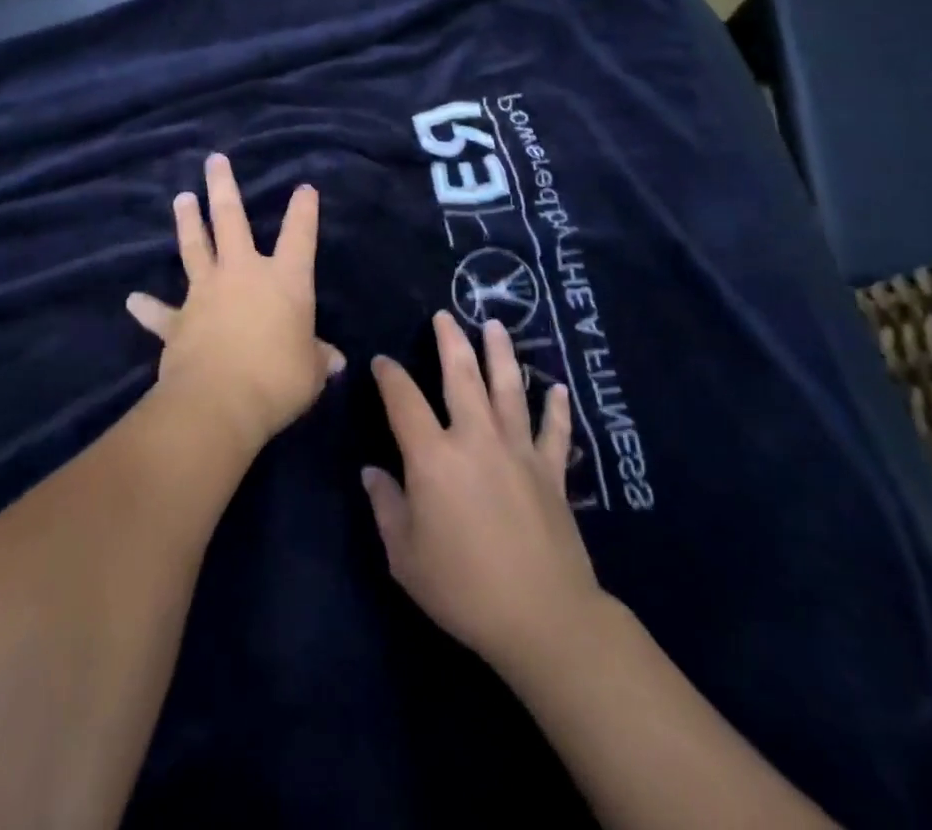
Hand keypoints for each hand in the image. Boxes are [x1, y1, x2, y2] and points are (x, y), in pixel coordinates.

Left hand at [127, 153, 343, 456]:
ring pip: (194, 247)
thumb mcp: (310, 372)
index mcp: (284, 281)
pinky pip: (160, 312)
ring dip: (187, 222)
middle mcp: (242, 274)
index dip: (304, 210)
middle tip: (214, 160)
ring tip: (181, 198)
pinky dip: (147, 306)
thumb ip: (318, 359)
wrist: (219, 401)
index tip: (305, 187)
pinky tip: (133, 300)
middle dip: (222, 187)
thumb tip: (333, 360)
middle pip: (231, 219)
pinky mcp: (178, 320)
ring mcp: (205, 293)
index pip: (299, 235)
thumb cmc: (278, 379)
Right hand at [363, 313, 601, 674]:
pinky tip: (558, 388)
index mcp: (433, 458)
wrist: (542, 617)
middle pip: (462, 376)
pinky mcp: (551, 471)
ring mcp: (518, 450)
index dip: (389, 376)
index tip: (382, 361)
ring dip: (500, 353)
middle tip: (445, 315)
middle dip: (450, 341)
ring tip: (495, 325)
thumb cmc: (463, 589)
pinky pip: (555, 431)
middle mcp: (475, 439)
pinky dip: (557, 408)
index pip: (404, 401)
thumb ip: (387, 507)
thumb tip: (372, 472)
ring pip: (508, 388)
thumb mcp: (406, 557)